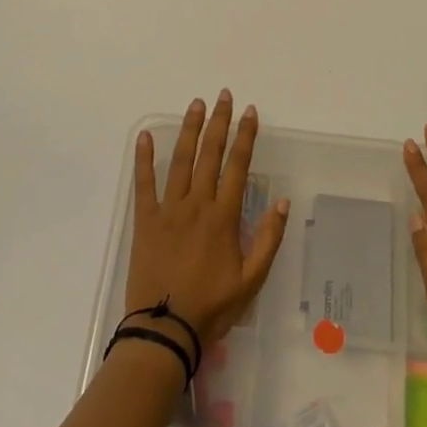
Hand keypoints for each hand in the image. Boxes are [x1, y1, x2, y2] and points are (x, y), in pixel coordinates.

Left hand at [127, 91, 289, 349]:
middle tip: (223, 96)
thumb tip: (282, 202)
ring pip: (180, 160)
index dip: (245, 137)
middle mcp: (197, 204)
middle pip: (210, 154)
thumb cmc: (212, 307)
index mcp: (224, 216)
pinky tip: (144, 136)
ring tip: (196, 105)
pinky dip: (144, 158)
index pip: (238, 166)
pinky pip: (144, 183)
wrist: (165, 330)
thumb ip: (269, 239)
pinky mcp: (145, 220)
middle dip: (219, 122)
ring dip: (189, 129)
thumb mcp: (252, 280)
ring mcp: (169, 209)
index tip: (250, 112)